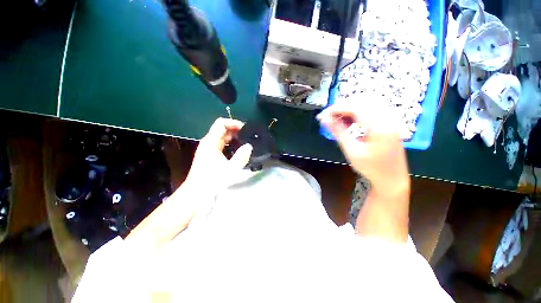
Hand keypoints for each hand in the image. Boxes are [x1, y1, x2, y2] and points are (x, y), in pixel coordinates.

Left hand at [185, 118, 252, 193]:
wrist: (196, 194)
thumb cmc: (212, 182)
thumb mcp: (230, 169)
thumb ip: (241, 156)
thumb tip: (249, 146)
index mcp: (211, 142)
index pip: (221, 123)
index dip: (234, 123)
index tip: (245, 129)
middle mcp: (208, 143)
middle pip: (222, 129)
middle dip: (236, 130)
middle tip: (249, 136)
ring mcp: (208, 149)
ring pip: (222, 137)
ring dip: (234, 137)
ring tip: (246, 142)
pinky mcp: (209, 156)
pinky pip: (221, 144)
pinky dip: (230, 144)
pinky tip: (238, 150)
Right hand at [317, 102, 409, 198]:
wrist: (392, 178)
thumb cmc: (371, 168)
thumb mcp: (352, 151)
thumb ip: (339, 132)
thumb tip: (325, 120)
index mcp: (380, 127)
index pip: (355, 107)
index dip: (336, 109)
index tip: (322, 116)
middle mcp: (388, 118)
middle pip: (361, 100)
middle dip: (341, 107)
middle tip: (328, 118)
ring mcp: (390, 118)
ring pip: (366, 102)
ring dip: (349, 108)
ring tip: (336, 119)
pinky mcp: (389, 121)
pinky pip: (371, 108)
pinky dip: (357, 112)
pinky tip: (348, 121)